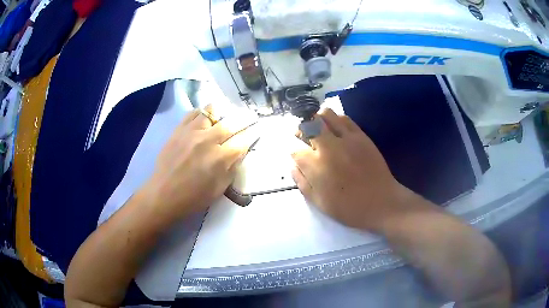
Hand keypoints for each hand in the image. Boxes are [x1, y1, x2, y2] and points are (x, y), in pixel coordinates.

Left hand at [145, 105, 258, 222]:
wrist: (164, 194)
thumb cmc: (194, 197)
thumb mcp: (220, 188)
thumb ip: (232, 168)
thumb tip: (240, 151)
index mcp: (221, 159)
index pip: (243, 140)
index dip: (253, 133)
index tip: (258, 129)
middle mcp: (208, 141)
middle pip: (232, 123)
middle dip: (245, 119)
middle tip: (250, 116)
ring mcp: (192, 132)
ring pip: (211, 112)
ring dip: (221, 114)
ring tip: (222, 118)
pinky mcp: (178, 130)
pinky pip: (193, 113)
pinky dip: (201, 113)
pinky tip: (204, 119)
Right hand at [291, 108, 409, 231]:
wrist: (381, 202)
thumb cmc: (349, 207)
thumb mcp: (319, 203)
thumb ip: (302, 183)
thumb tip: (293, 166)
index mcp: (316, 167)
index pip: (296, 152)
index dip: (295, 155)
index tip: (300, 159)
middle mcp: (328, 147)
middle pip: (308, 125)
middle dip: (302, 130)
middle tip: (304, 136)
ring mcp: (346, 139)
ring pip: (326, 115)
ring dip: (318, 120)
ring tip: (320, 129)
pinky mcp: (361, 136)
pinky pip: (345, 118)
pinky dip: (336, 120)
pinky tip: (337, 130)